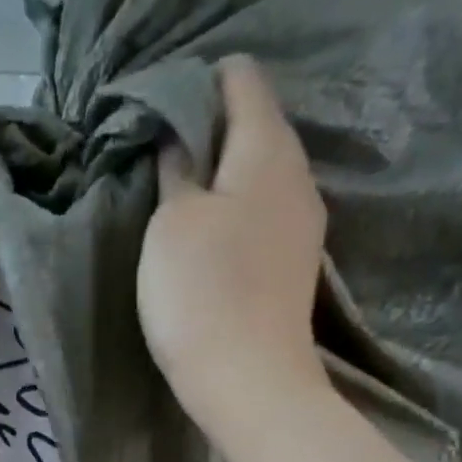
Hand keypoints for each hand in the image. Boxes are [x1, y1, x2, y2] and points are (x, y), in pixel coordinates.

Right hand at [137, 56, 327, 422]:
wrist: (250, 383)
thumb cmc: (202, 293)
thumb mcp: (171, 223)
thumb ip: (177, 169)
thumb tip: (180, 140)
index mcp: (268, 146)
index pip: (241, 78)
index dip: (198, 84)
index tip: (159, 116)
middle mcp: (297, 174)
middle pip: (254, 127)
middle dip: (209, 134)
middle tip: (162, 164)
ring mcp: (302, 224)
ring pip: (258, 177)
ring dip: (220, 181)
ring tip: (179, 206)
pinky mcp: (293, 267)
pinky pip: (262, 218)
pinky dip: (234, 217)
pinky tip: (208, 244)